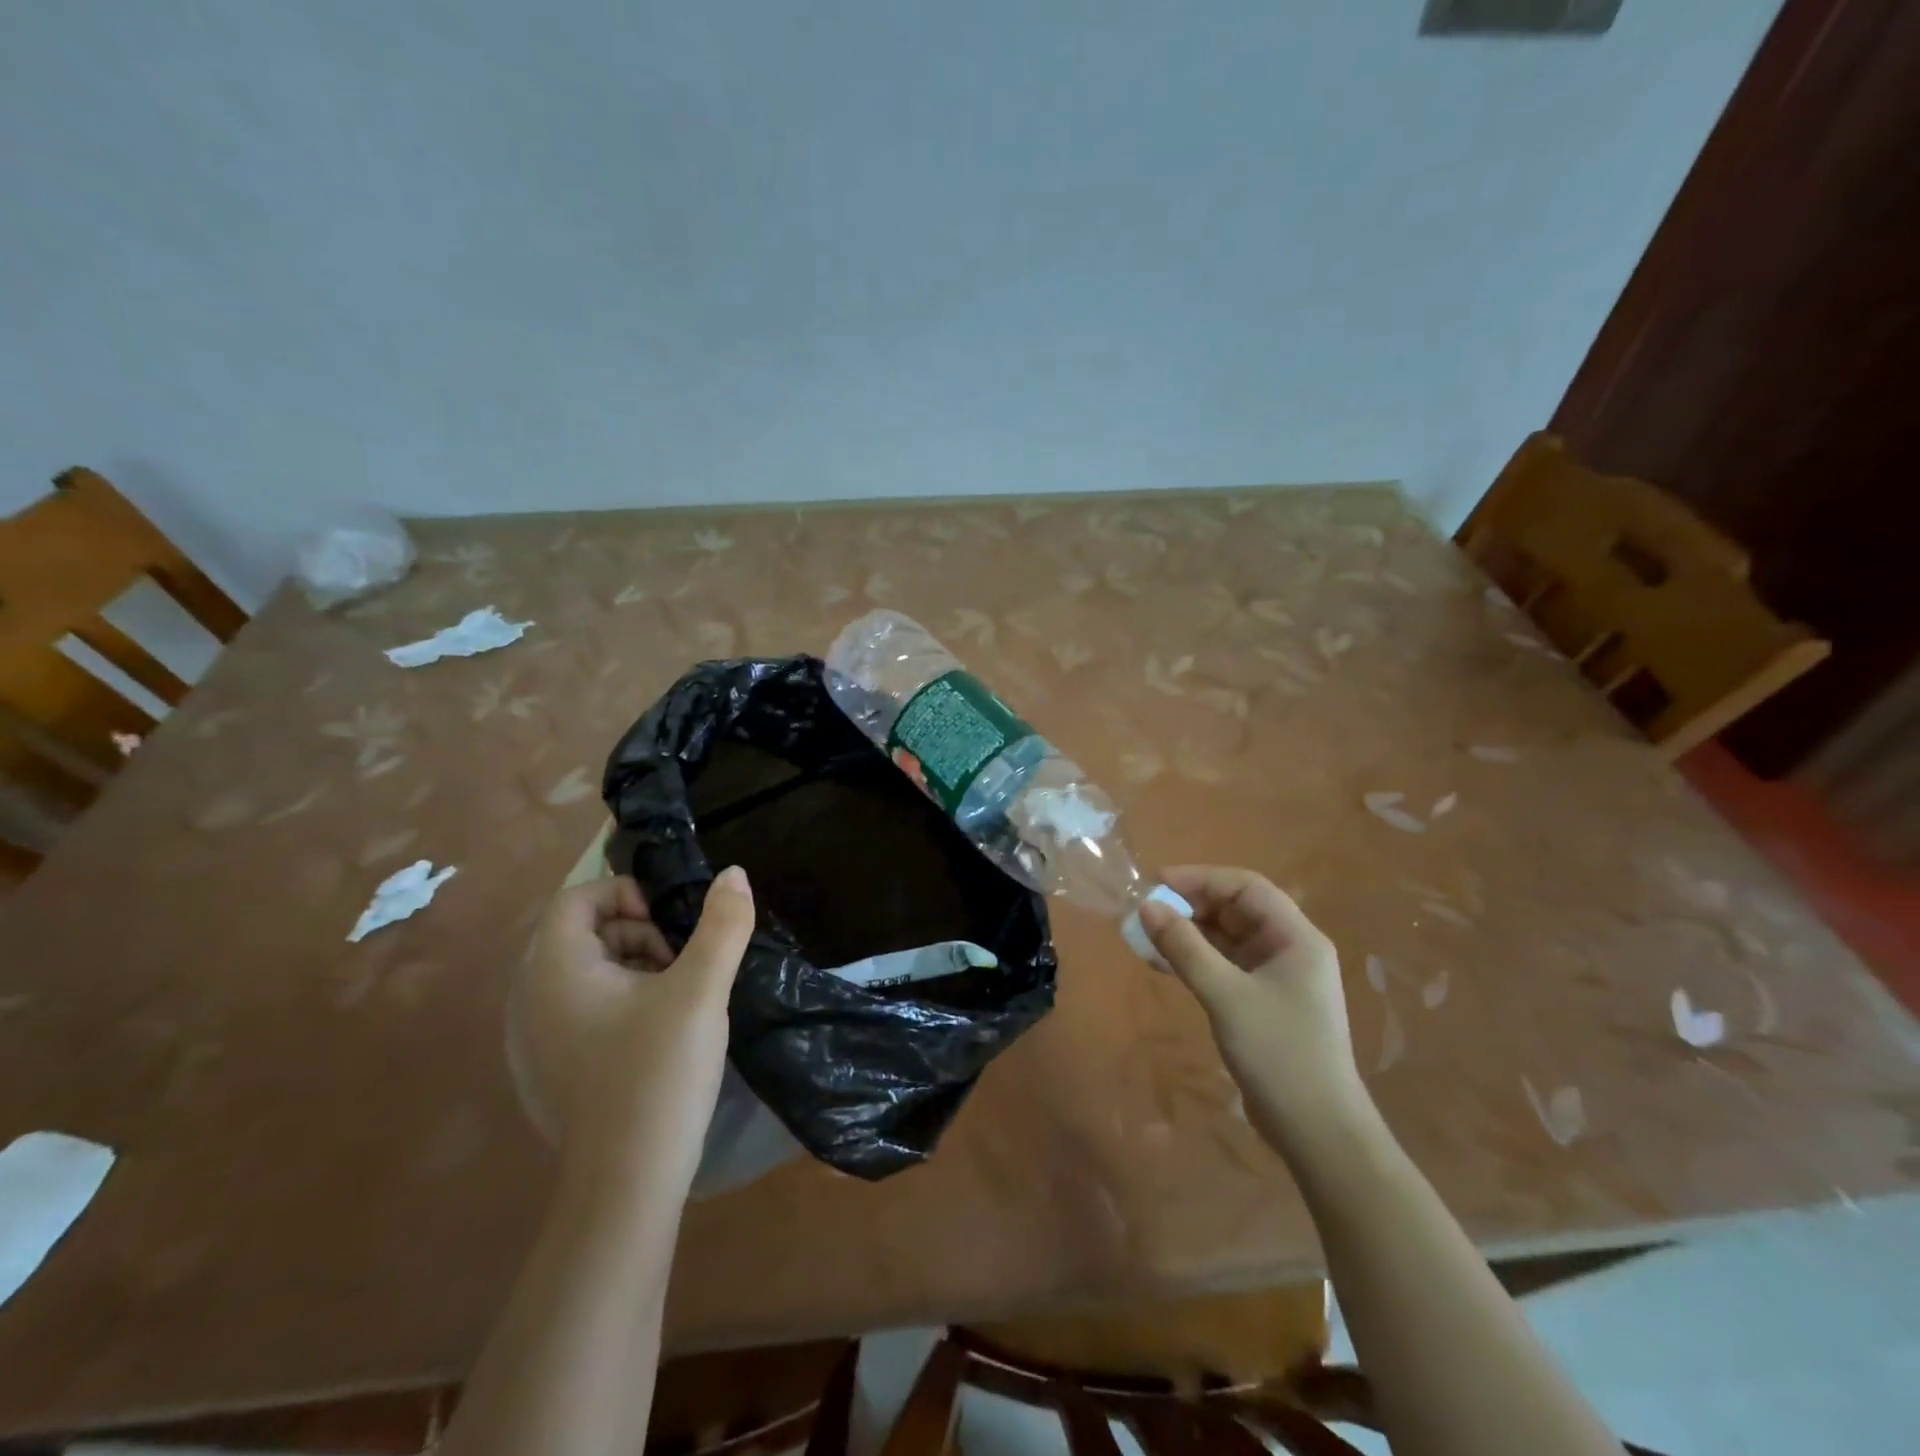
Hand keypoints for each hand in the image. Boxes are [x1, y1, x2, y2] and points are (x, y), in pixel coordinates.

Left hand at [509, 867, 756, 1180]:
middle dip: (637, 933)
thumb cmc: (658, 1073)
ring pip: (584, 972)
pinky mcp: (548, 1069)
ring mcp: (534, 1039)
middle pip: (581, 933)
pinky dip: (617, 1003)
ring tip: (674, 999)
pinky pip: (579, 1010)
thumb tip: (734, 873)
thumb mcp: (701, 990)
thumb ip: (723, 925)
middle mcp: (529, 999)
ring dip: (632, 967)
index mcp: (555, 970)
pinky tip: (653, 1036)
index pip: (576, 898)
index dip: (625, 895)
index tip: (668, 926)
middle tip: (679, 964)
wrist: (626, 1183)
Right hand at [1140, 866, 1366, 1149]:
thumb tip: (1147, 906)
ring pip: (1228, 938)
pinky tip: (1163, 964)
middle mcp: (1291, 948)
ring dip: (1189, 934)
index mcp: (1296, 937)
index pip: (1246, 887)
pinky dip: (1196, 960)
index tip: (1157, 883)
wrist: (1318, 1132)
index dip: (1200, 878)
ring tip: (1146, 936)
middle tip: (1147, 912)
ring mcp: (1278, 977)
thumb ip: (1184, 947)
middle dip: (1191, 906)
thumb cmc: (1279, 1053)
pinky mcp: (1265, 1001)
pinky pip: (1226, 965)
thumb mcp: (1225, 995)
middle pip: (1236, 910)